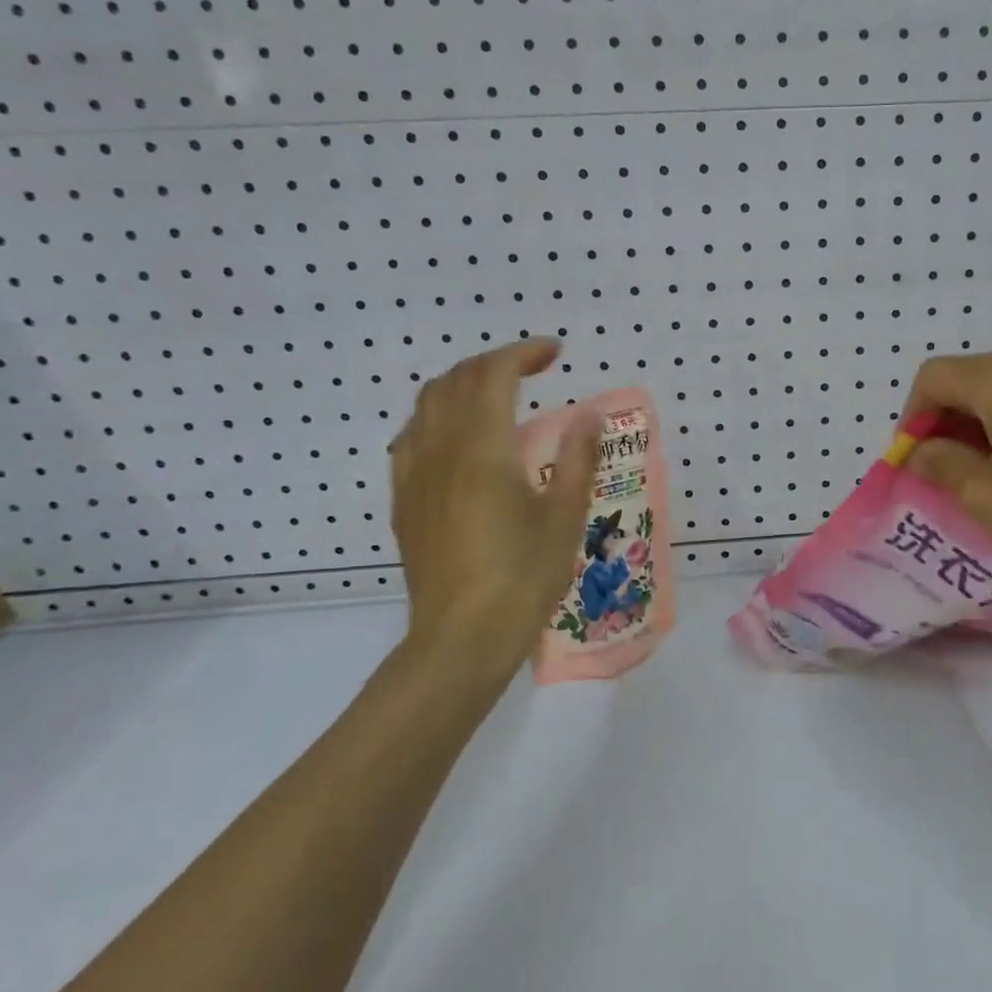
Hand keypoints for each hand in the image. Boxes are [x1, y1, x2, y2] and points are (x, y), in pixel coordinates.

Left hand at [390, 338, 598, 700]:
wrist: (461, 638)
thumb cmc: (522, 578)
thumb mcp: (565, 517)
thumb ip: (577, 458)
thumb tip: (587, 415)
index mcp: (482, 449)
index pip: (494, 374)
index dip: (524, 353)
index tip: (555, 353)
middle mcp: (440, 450)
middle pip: (457, 380)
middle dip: (496, 361)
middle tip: (533, 368)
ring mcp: (415, 475)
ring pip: (427, 403)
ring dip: (463, 383)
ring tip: (496, 393)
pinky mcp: (404, 500)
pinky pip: (411, 436)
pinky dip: (437, 416)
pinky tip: (457, 437)